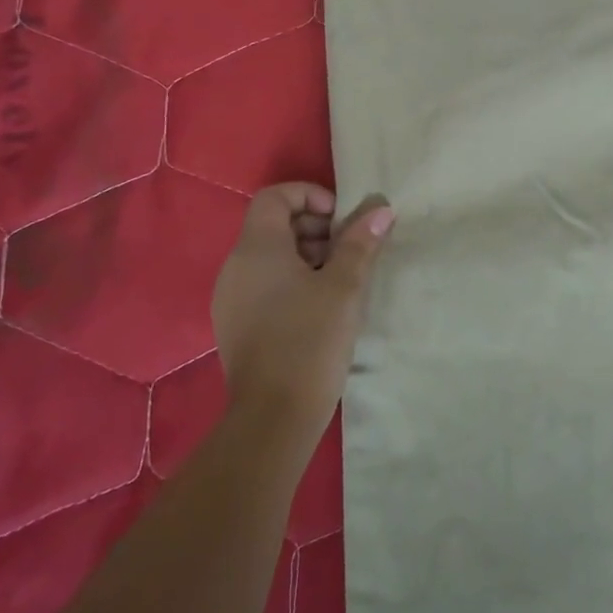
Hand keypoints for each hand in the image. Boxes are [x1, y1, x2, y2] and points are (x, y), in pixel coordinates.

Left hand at [211, 183, 393, 440]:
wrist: (274, 416)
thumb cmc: (311, 340)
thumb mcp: (344, 286)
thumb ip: (361, 242)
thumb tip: (380, 209)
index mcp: (257, 248)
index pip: (275, 196)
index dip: (310, 195)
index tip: (341, 220)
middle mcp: (236, 266)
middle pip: (273, 224)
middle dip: (315, 227)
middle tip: (349, 250)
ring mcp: (231, 297)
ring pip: (270, 256)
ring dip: (307, 255)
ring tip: (341, 279)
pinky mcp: (236, 324)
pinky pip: (263, 283)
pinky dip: (292, 280)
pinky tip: (321, 306)